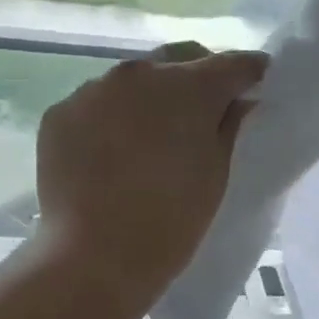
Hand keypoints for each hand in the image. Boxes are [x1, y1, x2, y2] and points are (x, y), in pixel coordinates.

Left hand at [36, 42, 266, 304]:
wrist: (94, 258)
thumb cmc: (171, 221)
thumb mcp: (216, 174)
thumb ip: (230, 126)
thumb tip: (239, 101)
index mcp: (189, 86)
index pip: (232, 63)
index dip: (250, 73)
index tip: (257, 84)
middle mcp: (139, 73)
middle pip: (180, 60)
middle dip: (199, 77)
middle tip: (207, 110)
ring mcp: (93, 89)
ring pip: (134, 79)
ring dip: (152, 96)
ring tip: (154, 134)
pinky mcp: (60, 113)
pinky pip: (97, 103)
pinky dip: (112, 116)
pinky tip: (114, 151)